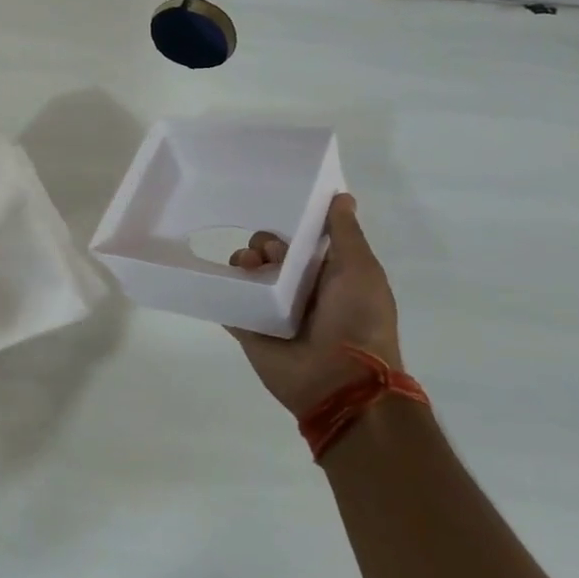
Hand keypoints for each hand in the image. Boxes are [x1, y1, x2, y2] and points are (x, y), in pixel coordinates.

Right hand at [228, 194, 401, 420]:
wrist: (339, 381)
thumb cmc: (357, 320)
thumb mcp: (361, 270)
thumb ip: (345, 234)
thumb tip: (342, 196)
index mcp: (326, 274)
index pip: (300, 239)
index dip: (289, 224)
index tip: (280, 213)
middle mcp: (297, 289)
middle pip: (268, 253)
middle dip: (262, 244)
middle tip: (267, 254)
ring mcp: (270, 310)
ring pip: (244, 275)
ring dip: (240, 263)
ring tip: (247, 270)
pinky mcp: (247, 329)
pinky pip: (225, 303)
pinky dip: (218, 291)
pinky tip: (217, 281)